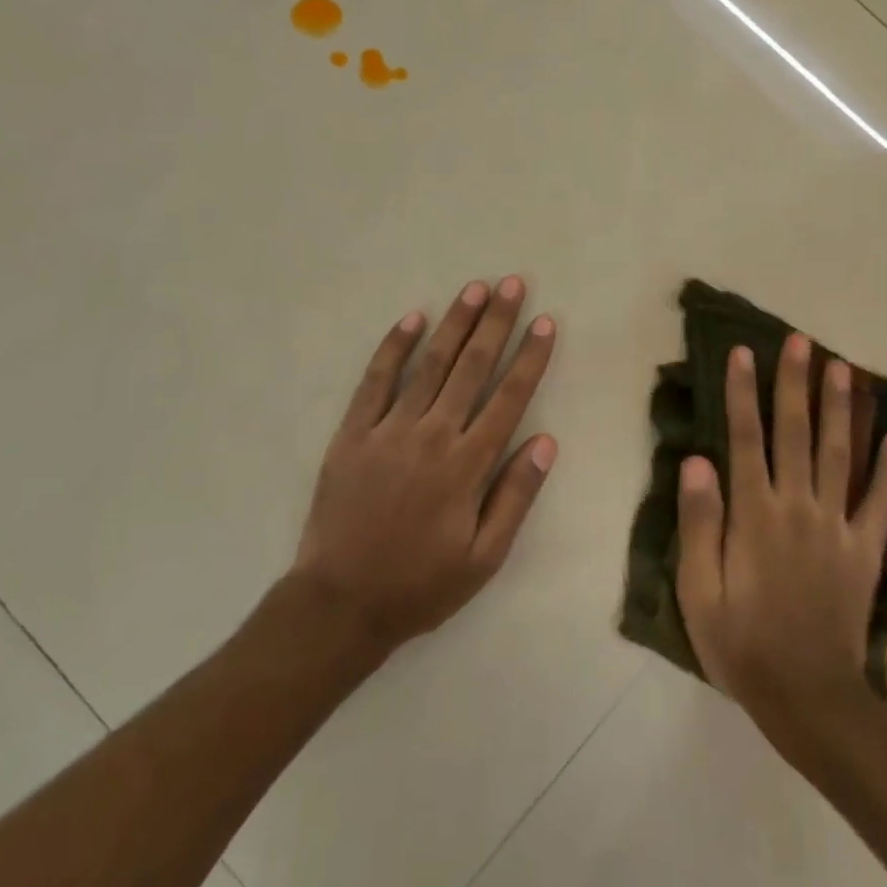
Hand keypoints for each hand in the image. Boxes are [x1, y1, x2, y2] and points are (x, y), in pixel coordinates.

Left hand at [292, 277, 557, 651]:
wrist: (340, 603)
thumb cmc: (421, 585)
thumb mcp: (484, 557)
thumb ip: (516, 496)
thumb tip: (546, 441)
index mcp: (468, 465)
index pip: (510, 397)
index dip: (530, 357)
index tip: (545, 322)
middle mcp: (432, 436)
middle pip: (472, 367)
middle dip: (496, 322)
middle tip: (512, 283)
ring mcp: (389, 430)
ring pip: (429, 364)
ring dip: (454, 324)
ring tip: (474, 289)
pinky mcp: (352, 434)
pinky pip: (375, 381)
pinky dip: (393, 348)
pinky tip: (411, 319)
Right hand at [675, 333, 886, 725]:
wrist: (808, 698)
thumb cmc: (741, 643)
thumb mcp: (698, 590)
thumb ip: (699, 523)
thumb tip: (696, 461)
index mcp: (754, 513)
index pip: (745, 438)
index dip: (743, 392)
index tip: (743, 352)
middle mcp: (798, 507)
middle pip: (795, 433)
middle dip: (795, 383)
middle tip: (800, 341)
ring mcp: (837, 526)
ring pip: (839, 454)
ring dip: (839, 409)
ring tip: (843, 368)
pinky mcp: (865, 551)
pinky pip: (881, 503)